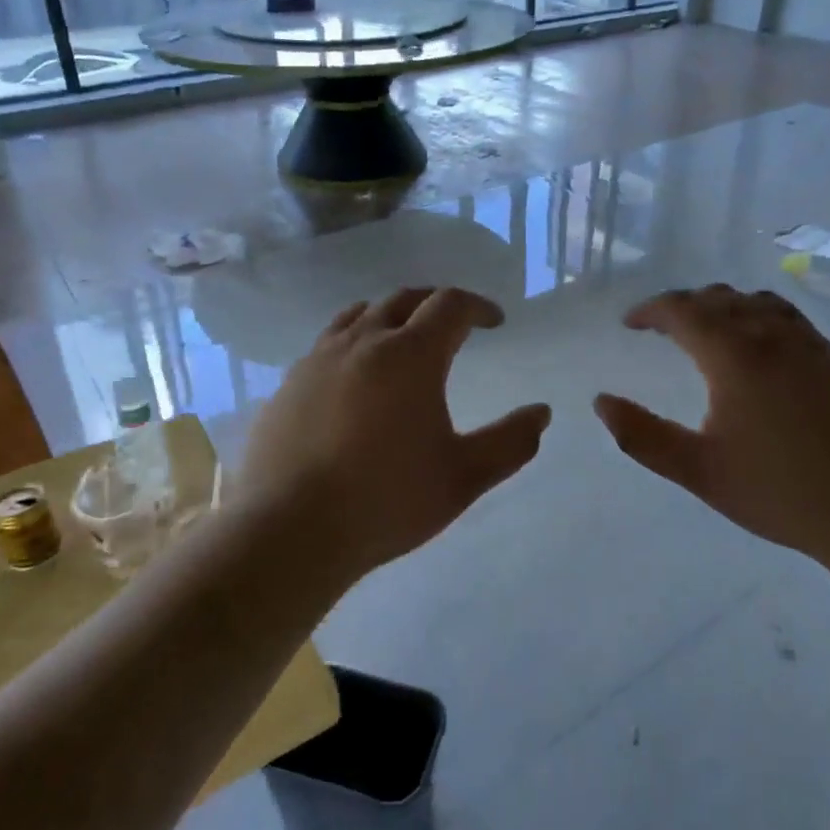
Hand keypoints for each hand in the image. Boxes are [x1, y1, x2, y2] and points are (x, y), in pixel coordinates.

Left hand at [235, 287, 551, 578]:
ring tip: (401, 338)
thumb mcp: (464, 476)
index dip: (478, 306)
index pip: (450, 305)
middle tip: (453, 323)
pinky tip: (353, 380)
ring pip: (358, 315)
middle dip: (434, 303)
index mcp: (410, 355)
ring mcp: (318, 359)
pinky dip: (352, 344)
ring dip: (389, 316)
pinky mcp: (288, 384)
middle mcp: (362, 342)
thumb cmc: (387, 500)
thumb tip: (541, 413)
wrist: (291, 530)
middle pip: (403, 299)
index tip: (494, 321)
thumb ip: (510, 442)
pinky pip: (326, 345)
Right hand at [593, 285, 829, 564]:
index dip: (651, 310)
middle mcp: (772, 336)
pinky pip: (789, 319)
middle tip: (662, 328)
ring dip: (723, 306)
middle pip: (719, 298)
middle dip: (684, 305)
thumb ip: (643, 436)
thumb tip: (601, 402)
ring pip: (758, 302)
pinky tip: (760, 350)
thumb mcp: (699, 471)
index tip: (630, 323)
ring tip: (708, 330)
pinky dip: (759, 317)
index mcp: (734, 356)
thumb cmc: (782, 492)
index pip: (683, 310)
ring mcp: (812, 346)